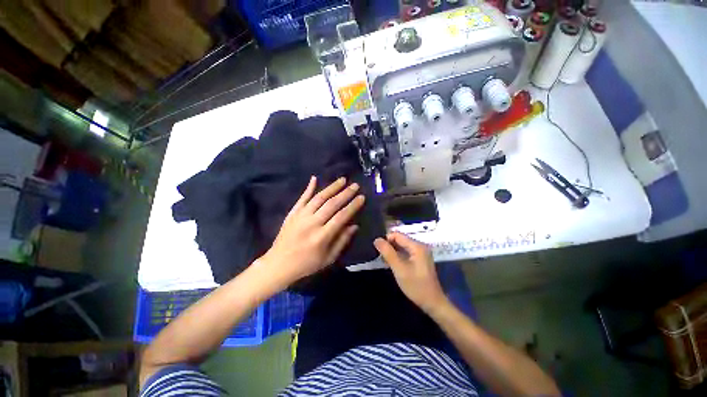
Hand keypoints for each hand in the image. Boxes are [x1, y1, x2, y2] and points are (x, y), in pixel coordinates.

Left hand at [261, 176, 364, 285]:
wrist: (280, 263)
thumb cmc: (306, 264)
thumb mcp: (328, 259)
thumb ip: (341, 241)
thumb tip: (354, 226)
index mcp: (322, 236)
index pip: (341, 217)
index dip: (353, 206)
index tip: (362, 198)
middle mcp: (312, 223)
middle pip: (331, 204)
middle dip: (345, 193)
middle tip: (355, 185)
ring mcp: (300, 216)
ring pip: (318, 198)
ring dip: (331, 187)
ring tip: (342, 179)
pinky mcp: (292, 213)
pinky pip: (302, 198)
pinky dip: (308, 188)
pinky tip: (315, 178)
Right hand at [374, 232, 448, 313]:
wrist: (431, 300)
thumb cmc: (415, 285)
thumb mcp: (399, 269)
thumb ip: (388, 253)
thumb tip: (377, 239)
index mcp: (417, 246)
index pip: (398, 235)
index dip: (385, 239)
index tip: (375, 248)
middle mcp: (421, 247)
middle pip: (401, 240)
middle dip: (388, 245)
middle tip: (376, 254)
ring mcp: (422, 255)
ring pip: (403, 248)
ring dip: (393, 252)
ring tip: (381, 259)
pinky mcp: (421, 262)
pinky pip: (407, 254)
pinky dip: (398, 257)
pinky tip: (390, 264)